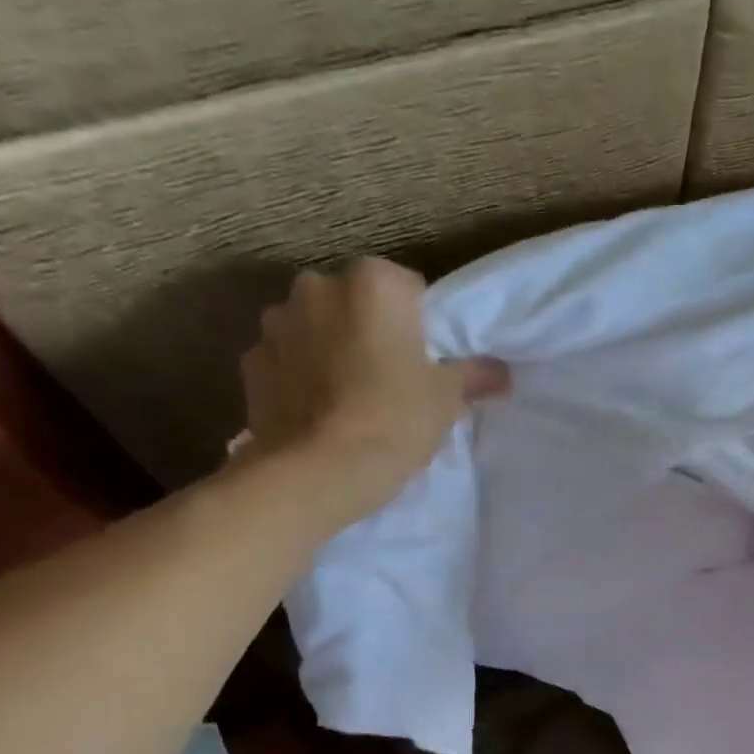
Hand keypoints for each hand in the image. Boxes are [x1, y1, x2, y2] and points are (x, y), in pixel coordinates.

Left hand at [241, 259, 507, 509]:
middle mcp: (318, 286)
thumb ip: (474, 375)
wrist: (320, 470)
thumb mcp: (447, 399)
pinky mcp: (252, 361)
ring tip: (353, 398)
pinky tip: (322, 412)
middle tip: (393, 379)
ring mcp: (277, 322)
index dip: (423, 326)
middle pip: (358, 305)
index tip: (429, 361)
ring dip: (333, 350)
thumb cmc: (395, 420)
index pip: (410, 289)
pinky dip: (303, 376)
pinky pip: (289, 360)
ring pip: (319, 329)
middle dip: (372, 331)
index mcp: (373, 283)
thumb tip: (501, 372)